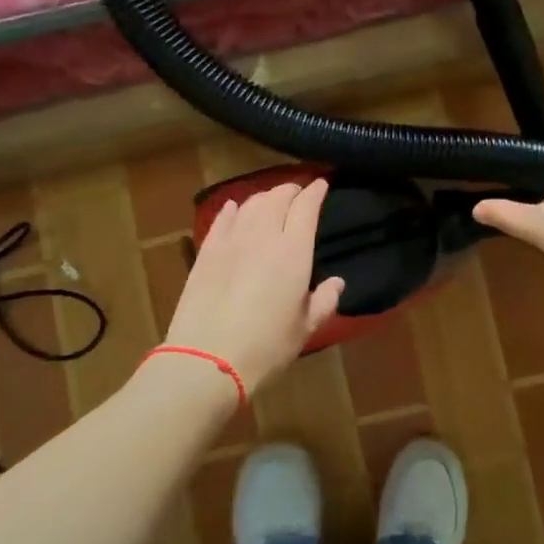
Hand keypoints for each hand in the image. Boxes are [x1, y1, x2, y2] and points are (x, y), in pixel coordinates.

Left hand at [164, 180, 345, 393]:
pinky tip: (234, 208)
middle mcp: (262, 236)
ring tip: (271, 201)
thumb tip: (337, 283)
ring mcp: (230, 241)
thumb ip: (323, 301)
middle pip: (277, 197)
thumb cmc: (266, 347)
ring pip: (249, 204)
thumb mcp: (304, 329)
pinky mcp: (206, 252)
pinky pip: (221, 220)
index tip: (322, 184)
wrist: (207, 359)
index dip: (315, 192)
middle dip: (290, 190)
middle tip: (298, 194)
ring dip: (264, 197)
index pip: (306, 207)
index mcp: (293, 251)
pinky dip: (232, 210)